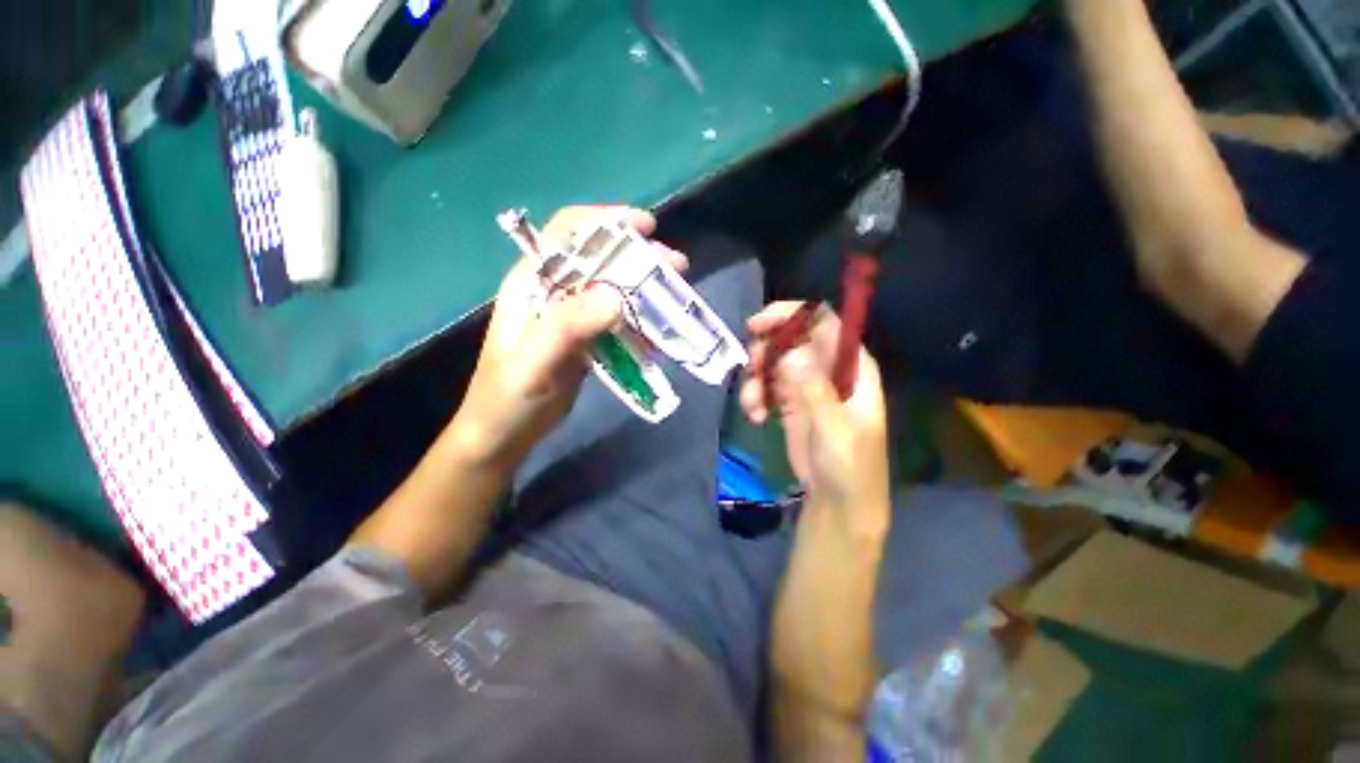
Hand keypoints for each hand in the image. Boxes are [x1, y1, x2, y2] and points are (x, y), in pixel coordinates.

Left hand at [451, 206, 686, 469]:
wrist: (506, 433)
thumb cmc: (510, 397)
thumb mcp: (536, 361)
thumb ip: (569, 327)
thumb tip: (617, 296)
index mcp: (532, 283)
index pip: (568, 235)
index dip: (607, 222)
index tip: (647, 227)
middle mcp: (553, 292)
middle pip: (600, 260)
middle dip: (639, 257)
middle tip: (676, 266)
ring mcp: (571, 316)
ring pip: (613, 288)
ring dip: (645, 288)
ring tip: (675, 294)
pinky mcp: (585, 338)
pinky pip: (617, 319)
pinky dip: (640, 319)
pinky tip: (658, 329)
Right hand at [740, 302, 890, 522]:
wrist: (839, 501)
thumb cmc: (849, 465)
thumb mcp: (834, 428)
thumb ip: (812, 389)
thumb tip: (787, 353)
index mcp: (851, 366)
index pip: (822, 323)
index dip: (790, 316)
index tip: (757, 326)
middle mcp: (828, 369)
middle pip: (791, 338)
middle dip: (766, 349)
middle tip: (751, 369)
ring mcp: (807, 385)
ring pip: (774, 361)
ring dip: (756, 378)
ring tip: (753, 406)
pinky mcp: (790, 402)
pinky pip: (767, 385)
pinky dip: (756, 395)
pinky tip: (756, 416)